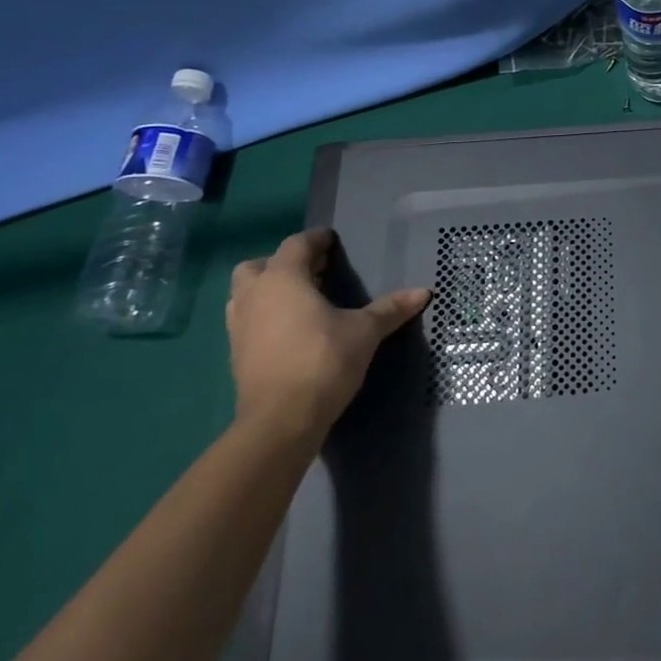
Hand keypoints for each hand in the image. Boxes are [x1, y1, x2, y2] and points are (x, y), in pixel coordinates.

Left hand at [226, 229, 430, 446]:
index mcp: (283, 279)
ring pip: (246, 294)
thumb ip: (390, 309)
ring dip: (269, 291)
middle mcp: (254, 296)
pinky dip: (265, 317)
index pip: (296, 245)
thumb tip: (424, 292)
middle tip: (314, 272)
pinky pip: (247, 321)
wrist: (280, 420)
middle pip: (259, 266)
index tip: (333, 240)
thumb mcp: (365, 332)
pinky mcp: (236, 354)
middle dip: (283, 264)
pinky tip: (291, 331)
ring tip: (301, 300)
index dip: (316, 239)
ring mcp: (239, 326)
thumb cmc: (323, 360)